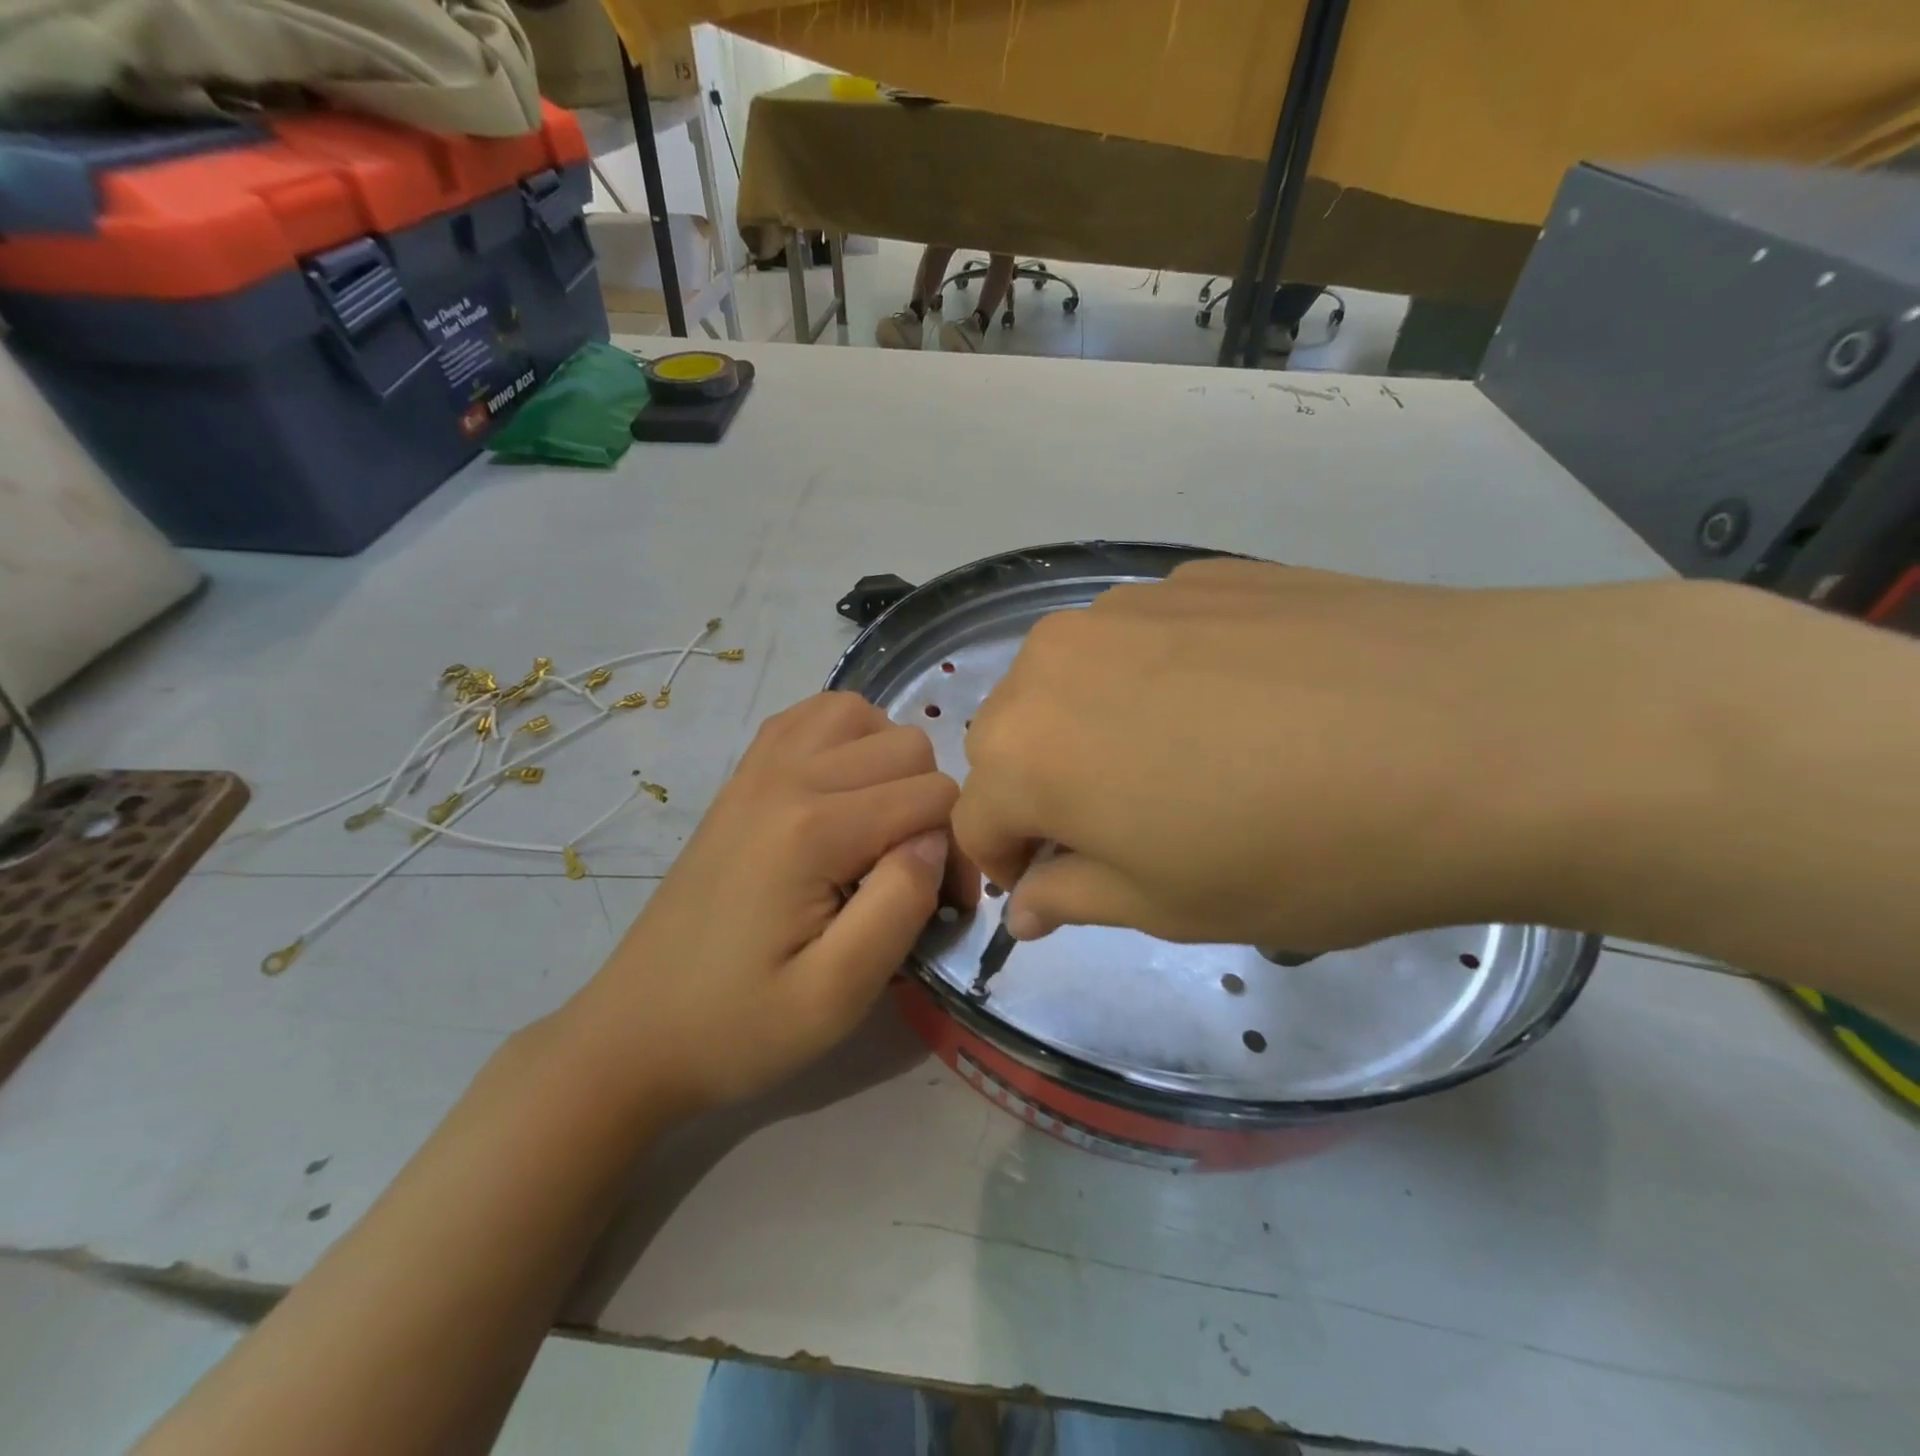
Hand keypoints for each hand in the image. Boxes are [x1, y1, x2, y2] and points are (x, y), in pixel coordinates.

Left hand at [566, 693, 975, 1111]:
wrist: (635, 1032)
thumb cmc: (740, 1025)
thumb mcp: (836, 996)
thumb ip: (900, 906)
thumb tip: (935, 840)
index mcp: (813, 829)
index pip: (934, 796)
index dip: (957, 849)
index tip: (945, 908)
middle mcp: (786, 777)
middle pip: (906, 745)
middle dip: (931, 804)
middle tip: (913, 874)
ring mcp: (756, 769)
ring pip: (859, 713)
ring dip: (890, 761)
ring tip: (883, 823)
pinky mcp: (740, 778)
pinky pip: (808, 717)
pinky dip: (844, 737)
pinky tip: (843, 789)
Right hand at [952, 559, 1729, 951]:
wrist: (1478, 732)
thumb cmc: (1298, 852)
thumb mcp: (1169, 907)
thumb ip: (1074, 897)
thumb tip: (1029, 901)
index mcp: (1026, 747)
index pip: (974, 817)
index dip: (1007, 862)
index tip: (1057, 886)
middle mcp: (1052, 659)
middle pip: (1012, 739)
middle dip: (1044, 789)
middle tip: (1128, 828)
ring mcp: (1125, 603)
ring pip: (1071, 681)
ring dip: (1095, 728)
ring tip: (1190, 761)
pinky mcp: (1196, 573)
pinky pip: (1140, 640)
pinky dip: (1155, 679)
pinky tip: (1242, 704)